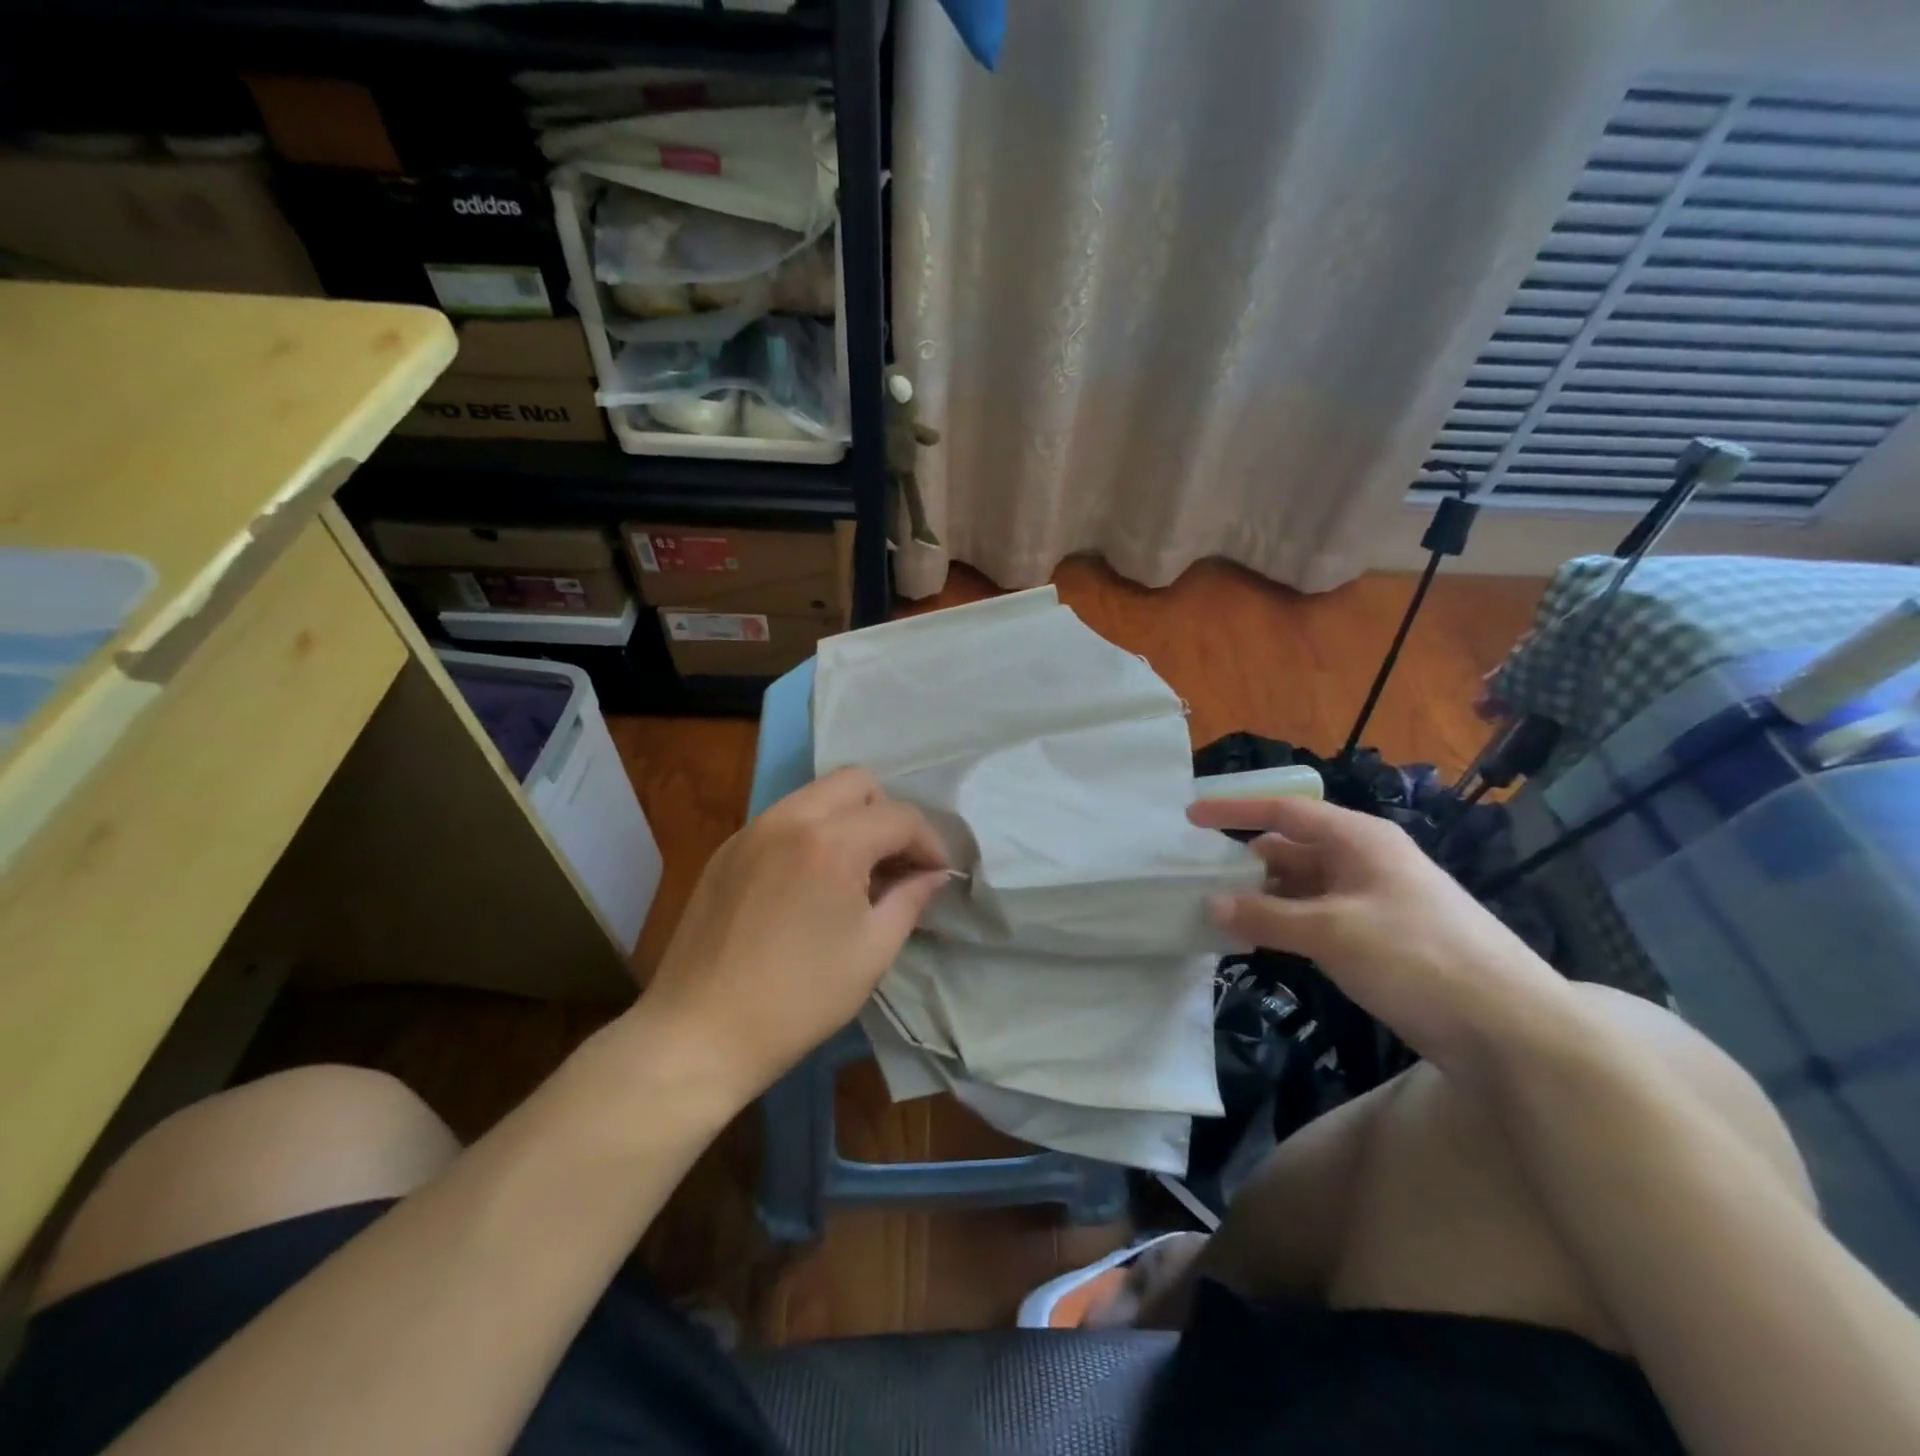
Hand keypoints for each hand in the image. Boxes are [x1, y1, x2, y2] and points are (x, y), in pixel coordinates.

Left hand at [637, 767, 949, 1100]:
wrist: (700, 1032)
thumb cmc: (799, 999)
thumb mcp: (872, 952)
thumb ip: (910, 899)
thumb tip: (933, 874)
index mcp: (832, 842)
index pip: (899, 816)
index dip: (929, 842)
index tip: (937, 874)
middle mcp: (790, 818)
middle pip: (856, 782)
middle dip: (887, 814)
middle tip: (895, 862)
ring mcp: (752, 829)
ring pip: (816, 794)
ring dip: (848, 819)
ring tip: (855, 871)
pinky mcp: (727, 849)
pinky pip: (783, 818)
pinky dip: (811, 832)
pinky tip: (810, 881)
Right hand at [1187, 797, 1566, 1067]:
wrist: (1511, 1029)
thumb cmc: (1418, 958)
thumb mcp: (1332, 932)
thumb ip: (1266, 916)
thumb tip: (1210, 904)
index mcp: (1359, 839)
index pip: (1285, 810)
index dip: (1235, 810)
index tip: (1191, 816)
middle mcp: (1364, 861)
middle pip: (1292, 849)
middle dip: (1246, 863)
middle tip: (1197, 879)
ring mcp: (1373, 901)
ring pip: (1303, 888)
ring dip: (1263, 900)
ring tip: (1218, 915)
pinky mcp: (1379, 939)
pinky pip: (1318, 919)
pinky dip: (1285, 926)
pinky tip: (1258, 943)